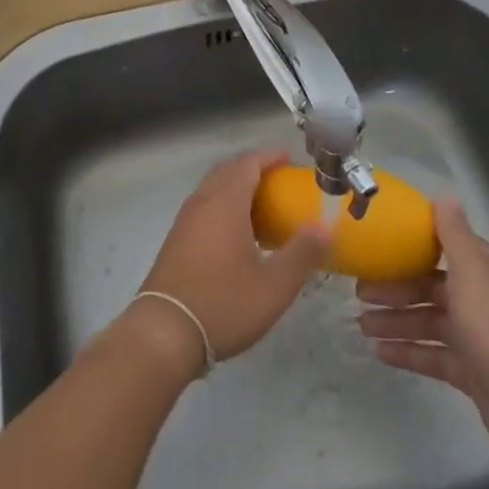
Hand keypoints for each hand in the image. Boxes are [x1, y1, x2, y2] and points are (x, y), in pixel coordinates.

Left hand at [134, 148, 331, 365]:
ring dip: (237, 189)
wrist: (165, 332)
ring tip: (264, 208)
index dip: (269, 156)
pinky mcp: (177, 241)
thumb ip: (302, 252)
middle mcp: (202, 202)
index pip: (247, 163)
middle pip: (228, 171)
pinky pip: (204, 208)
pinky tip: (239, 236)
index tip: (290, 158)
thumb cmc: (224, 303)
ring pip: (213, 190)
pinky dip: (224, 207)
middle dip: (253, 169)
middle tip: (280, 181)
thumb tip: (324, 226)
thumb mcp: (275, 284)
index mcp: (225, 202)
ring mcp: (185, 221)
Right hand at [356, 199, 488, 470]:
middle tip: (358, 291)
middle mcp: (482, 298)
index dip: (410, 246)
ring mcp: (477, 336)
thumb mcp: (472, 274)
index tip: (377, 244)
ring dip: (395, 320)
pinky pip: (432, 354)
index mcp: (485, 270)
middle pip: (430, 285)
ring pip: (428, 320)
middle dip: (394, 288)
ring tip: (361, 324)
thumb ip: (454, 235)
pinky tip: (379, 353)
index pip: (443, 248)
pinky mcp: (472, 370)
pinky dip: (408, 351)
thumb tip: (444, 194)